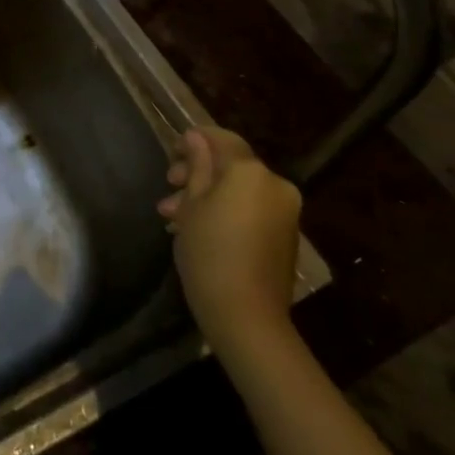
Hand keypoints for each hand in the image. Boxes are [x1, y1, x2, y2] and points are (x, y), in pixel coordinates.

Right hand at [157, 126, 301, 354]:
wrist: (247, 316)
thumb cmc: (210, 251)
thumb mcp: (192, 204)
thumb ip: (196, 166)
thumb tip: (195, 137)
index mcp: (251, 172)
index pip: (223, 139)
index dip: (196, 139)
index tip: (172, 152)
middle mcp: (275, 185)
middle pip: (231, 165)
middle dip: (198, 173)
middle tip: (169, 186)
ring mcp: (285, 212)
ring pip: (239, 190)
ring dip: (207, 195)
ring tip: (173, 216)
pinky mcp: (285, 236)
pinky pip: (251, 210)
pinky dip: (226, 211)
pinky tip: (198, 229)